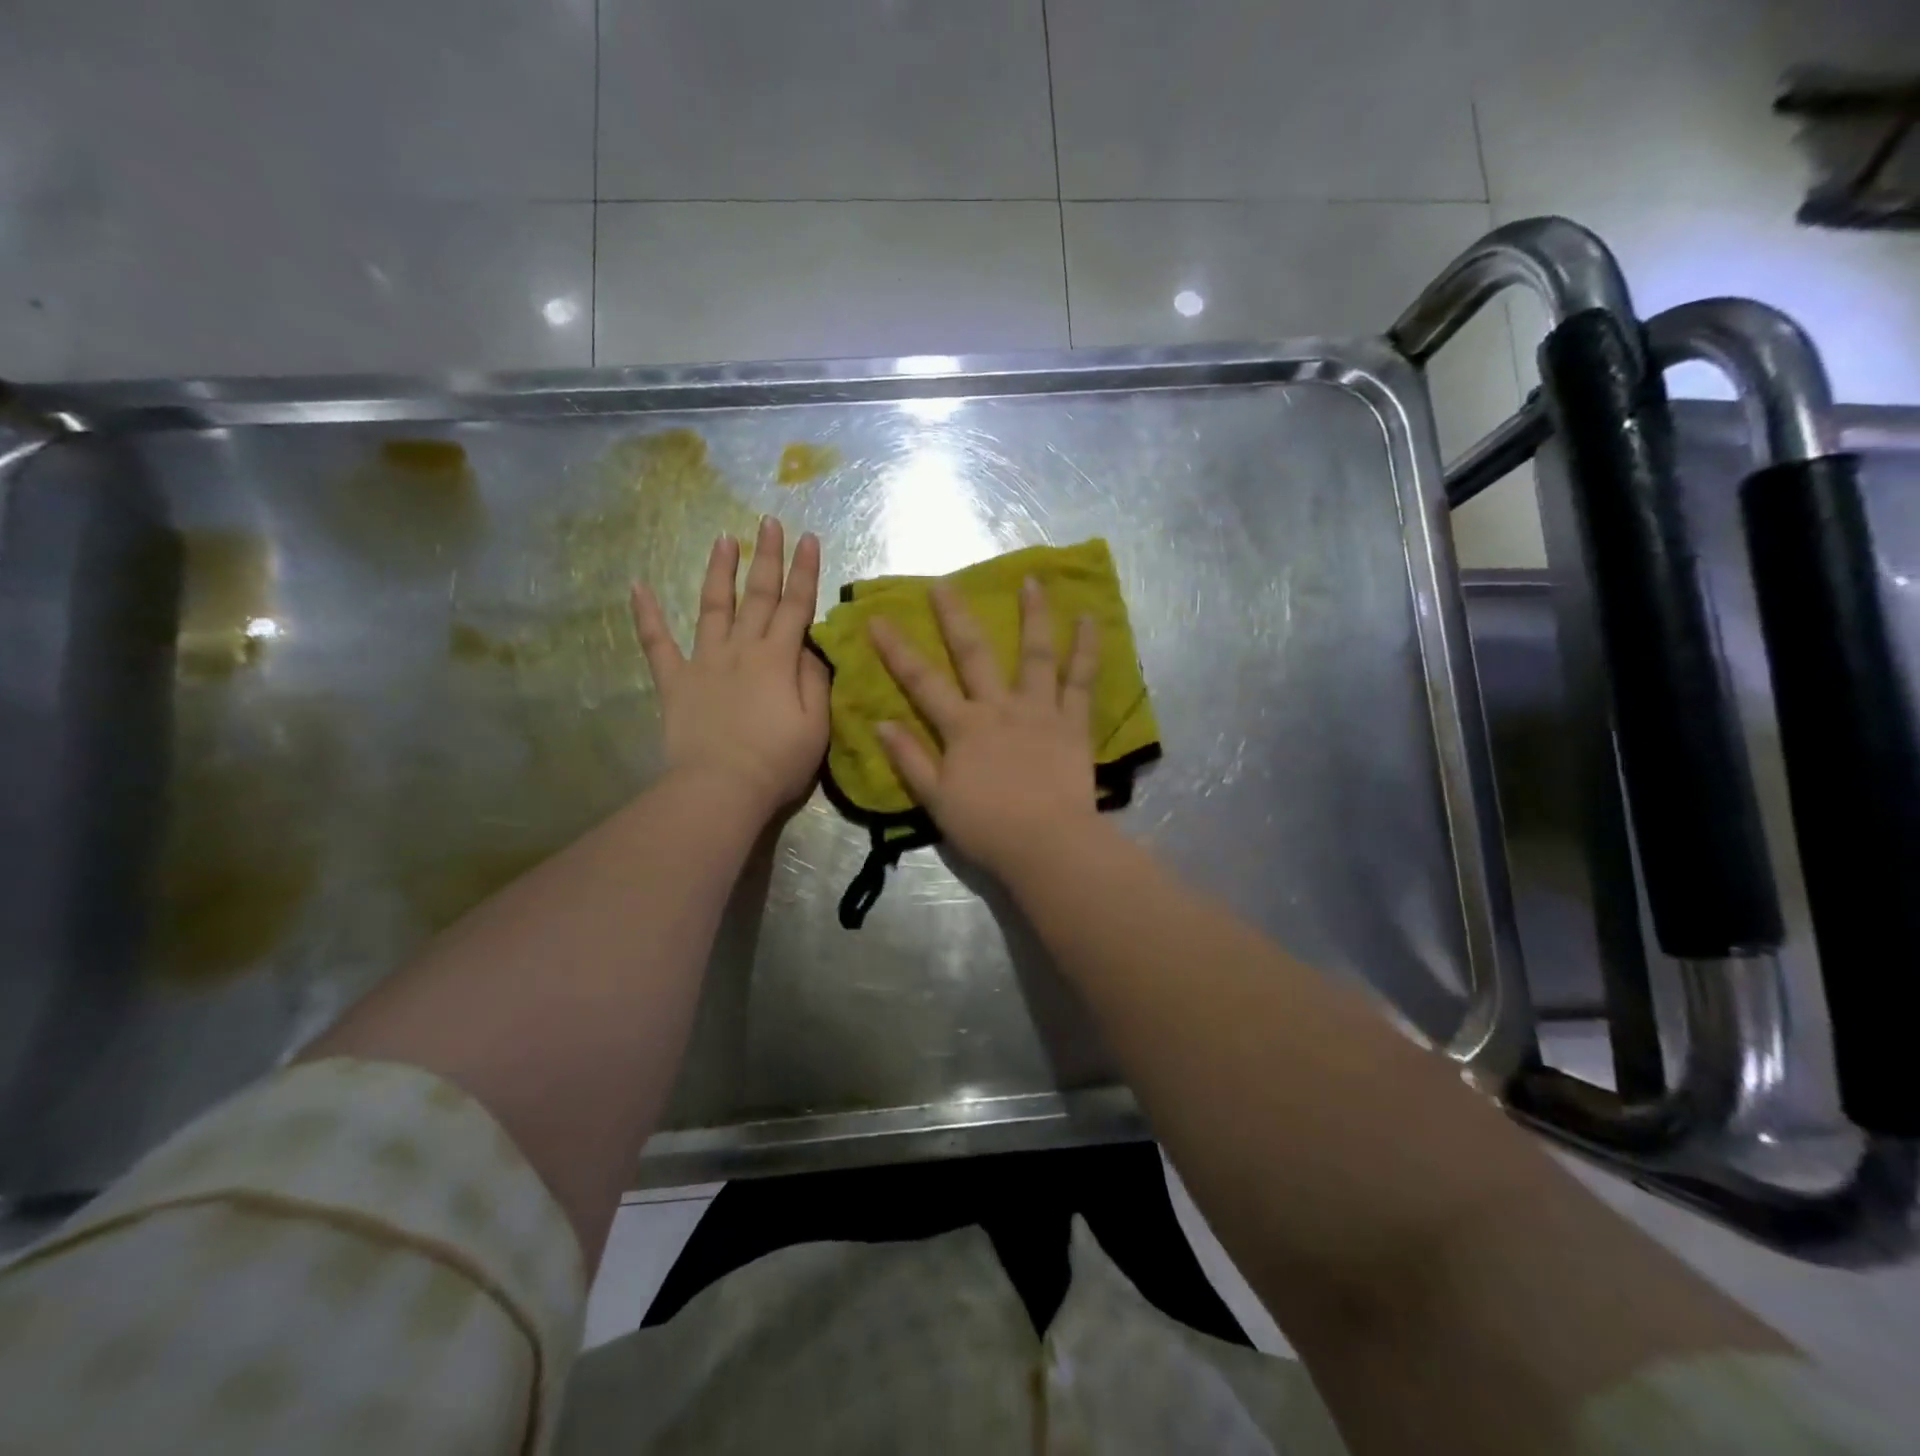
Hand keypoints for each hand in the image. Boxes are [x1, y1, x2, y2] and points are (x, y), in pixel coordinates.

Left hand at [631, 517, 828, 818]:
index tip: (809, 538)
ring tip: (723, 538)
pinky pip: (657, 643)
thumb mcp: (817, 725)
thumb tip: (810, 650)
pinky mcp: (675, 681)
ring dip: (719, 571)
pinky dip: (646, 615)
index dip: (805, 571)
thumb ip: (816, 681)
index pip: (797, 606)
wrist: (721, 788)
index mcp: (778, 659)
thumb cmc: (777, 762)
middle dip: (767, 557)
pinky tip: (637, 586)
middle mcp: (741, 649)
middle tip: (769, 521)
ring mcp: (704, 661)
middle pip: (758, 596)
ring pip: (713, 606)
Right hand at [868, 577, 1100, 878]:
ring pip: (1036, 654)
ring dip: (1033, 615)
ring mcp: (1039, 711)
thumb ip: (909, 759)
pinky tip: (1090, 620)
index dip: (897, 650)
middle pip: (974, 654)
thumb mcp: (936, 800)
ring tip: (1032, 581)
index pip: (921, 682)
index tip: (877, 618)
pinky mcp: (1073, 723)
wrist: (1046, 844)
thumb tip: (881, 722)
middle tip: (944, 582)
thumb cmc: (987, 827)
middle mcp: (999, 708)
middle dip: (955, 616)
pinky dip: (1087, 649)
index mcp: (963, 728)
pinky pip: (1081, 680)